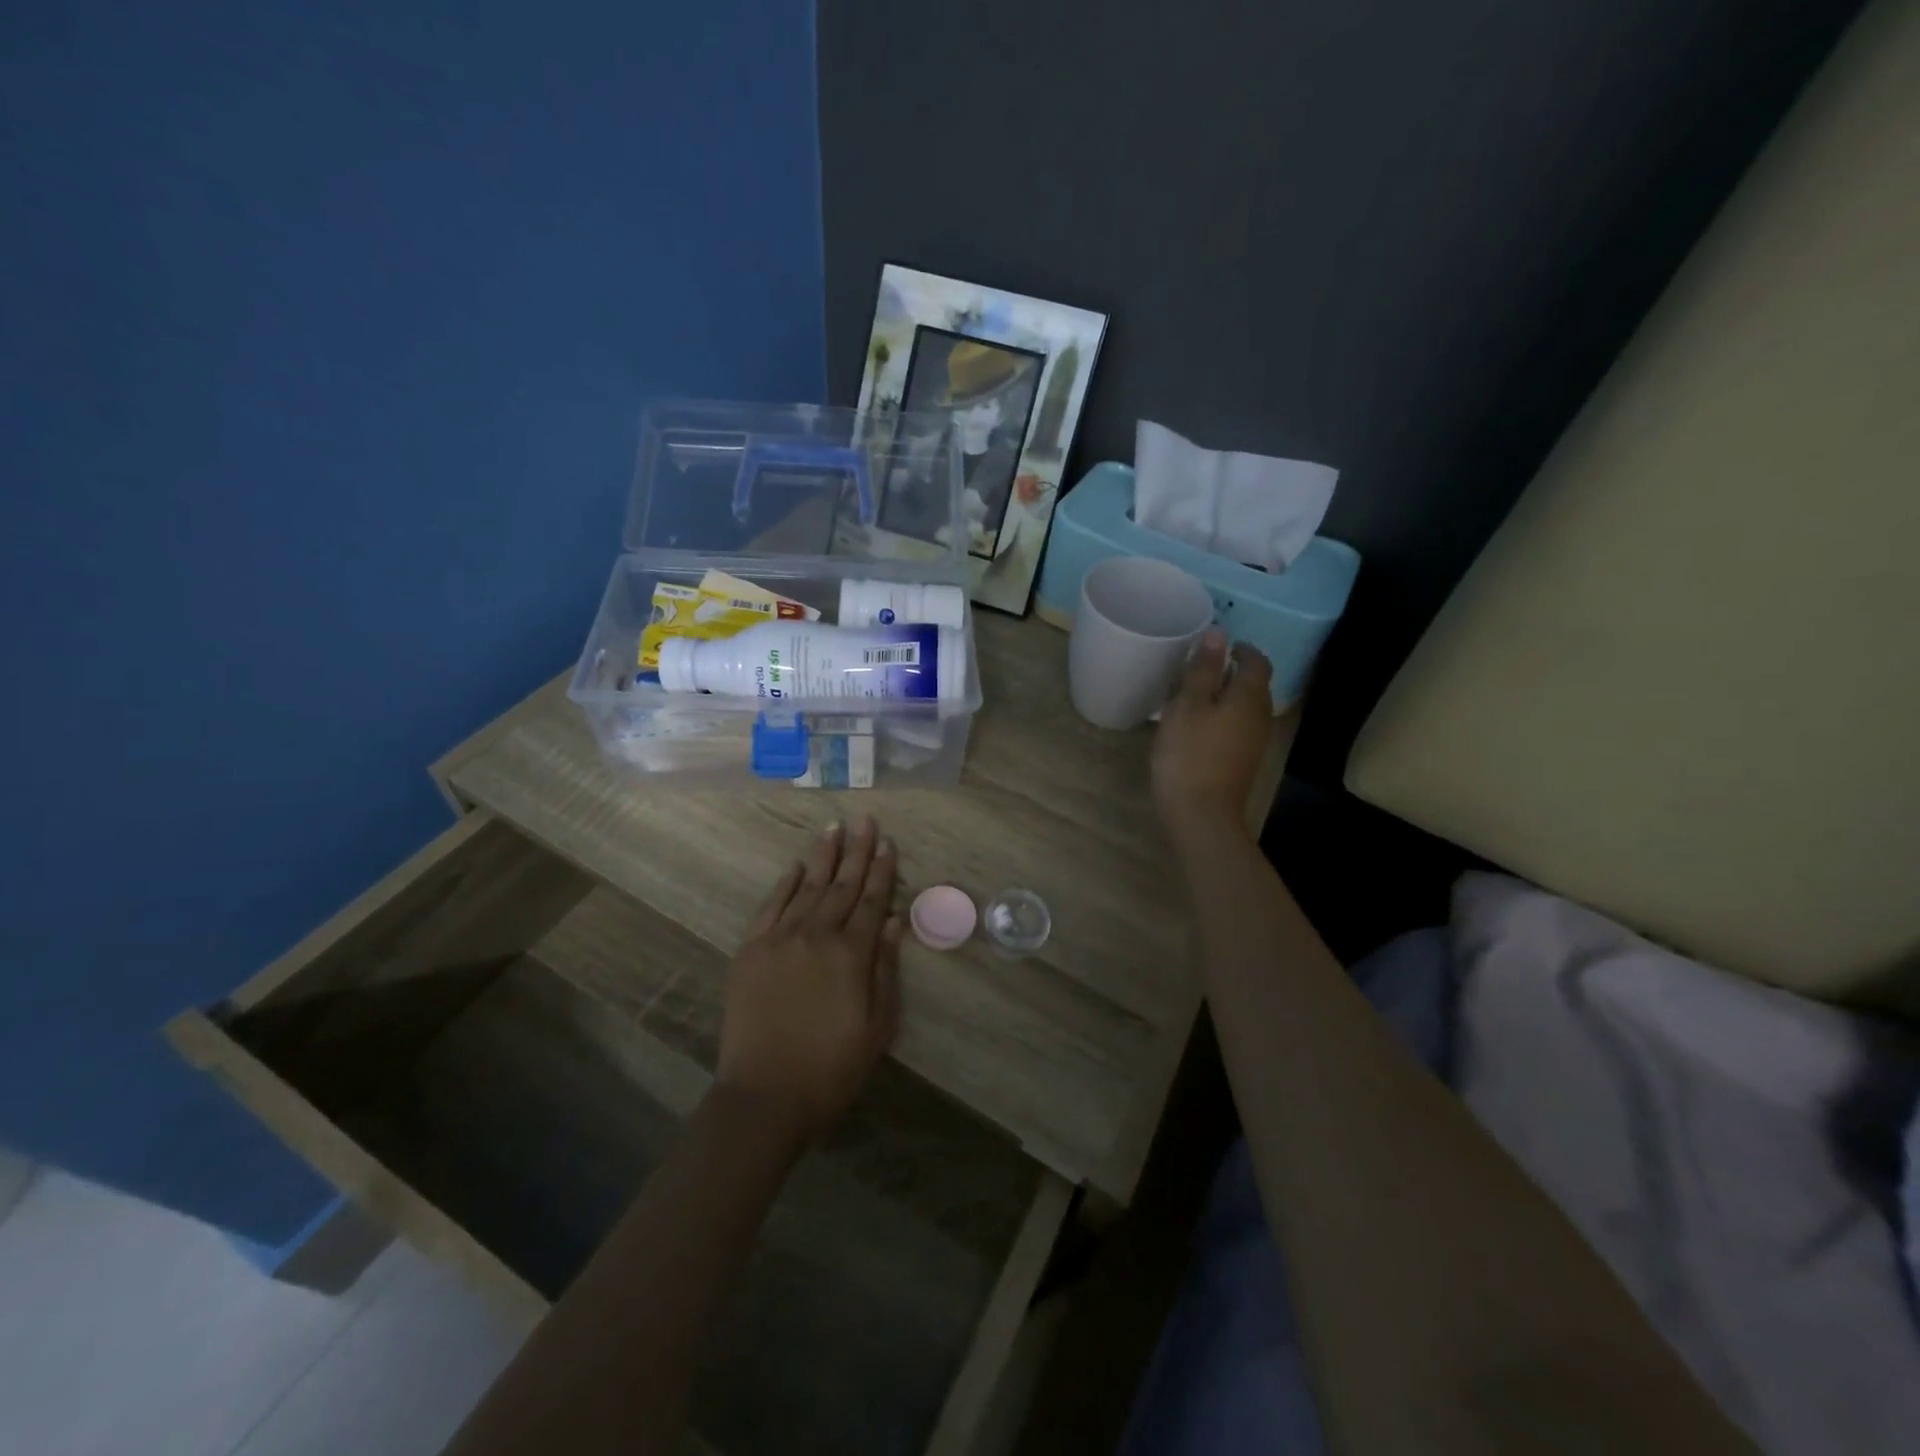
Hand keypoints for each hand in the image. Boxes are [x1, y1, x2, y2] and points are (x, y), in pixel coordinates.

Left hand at [716, 815, 903, 1144]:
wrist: (765, 1096)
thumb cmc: (831, 1068)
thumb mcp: (876, 1026)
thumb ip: (884, 969)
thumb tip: (891, 922)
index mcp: (851, 954)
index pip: (871, 901)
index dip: (881, 870)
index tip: (887, 841)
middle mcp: (816, 936)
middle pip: (841, 885)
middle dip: (856, 851)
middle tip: (864, 819)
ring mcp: (779, 940)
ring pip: (806, 888)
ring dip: (822, 856)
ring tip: (833, 827)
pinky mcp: (750, 951)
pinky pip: (770, 907)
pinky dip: (783, 884)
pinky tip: (794, 867)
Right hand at [1152, 629, 1274, 842]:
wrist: (1201, 815)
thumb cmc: (1189, 754)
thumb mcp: (1187, 705)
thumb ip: (1203, 669)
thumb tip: (1219, 633)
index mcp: (1249, 697)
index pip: (1257, 661)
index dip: (1241, 649)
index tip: (1216, 645)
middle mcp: (1260, 716)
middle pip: (1255, 684)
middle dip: (1233, 671)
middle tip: (1201, 666)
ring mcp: (1254, 742)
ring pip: (1245, 707)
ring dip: (1227, 695)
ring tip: (1195, 693)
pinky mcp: (1242, 762)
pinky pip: (1237, 727)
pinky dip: (1223, 717)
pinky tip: (1198, 725)